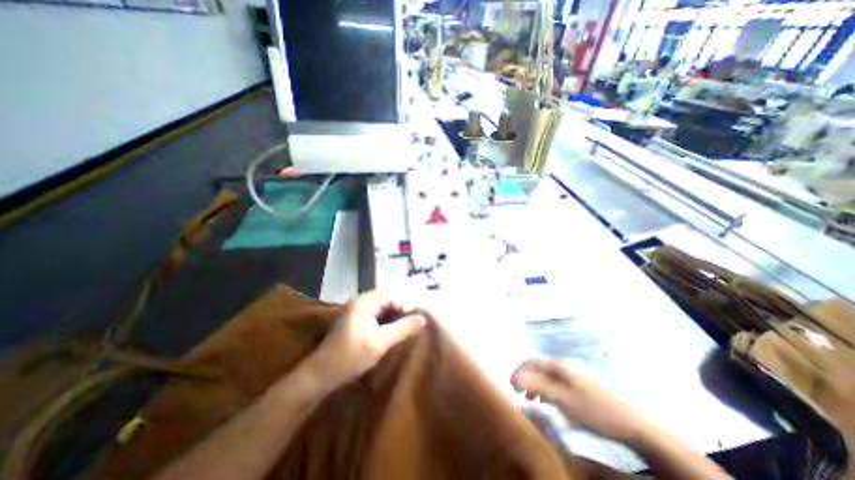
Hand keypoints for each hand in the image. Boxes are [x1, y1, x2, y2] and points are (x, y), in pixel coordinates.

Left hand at [306, 292, 427, 392]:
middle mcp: (361, 301)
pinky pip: (378, 315)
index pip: (393, 295)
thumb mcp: (380, 343)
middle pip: (388, 299)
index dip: (407, 304)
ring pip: (384, 307)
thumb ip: (403, 328)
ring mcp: (358, 310)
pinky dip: (388, 320)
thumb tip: (423, 318)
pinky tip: (396, 329)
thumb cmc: (350, 357)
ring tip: (411, 325)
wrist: (320, 375)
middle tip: (418, 320)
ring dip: (396, 315)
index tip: (419, 317)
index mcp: (365, 302)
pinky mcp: (357, 320)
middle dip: (403, 308)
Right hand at [510, 360, 652, 441]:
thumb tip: (515, 377)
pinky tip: (544, 400)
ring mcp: (571, 375)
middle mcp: (563, 365)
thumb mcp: (562, 399)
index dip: (519, 372)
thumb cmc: (593, 410)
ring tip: (528, 398)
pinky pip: (554, 383)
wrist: (629, 425)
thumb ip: (537, 386)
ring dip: (534, 384)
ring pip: (545, 375)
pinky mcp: (576, 385)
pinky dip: (545, 389)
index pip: (531, 362)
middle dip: (525, 378)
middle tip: (517, 392)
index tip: (511, 386)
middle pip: (537, 367)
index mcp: (559, 365)